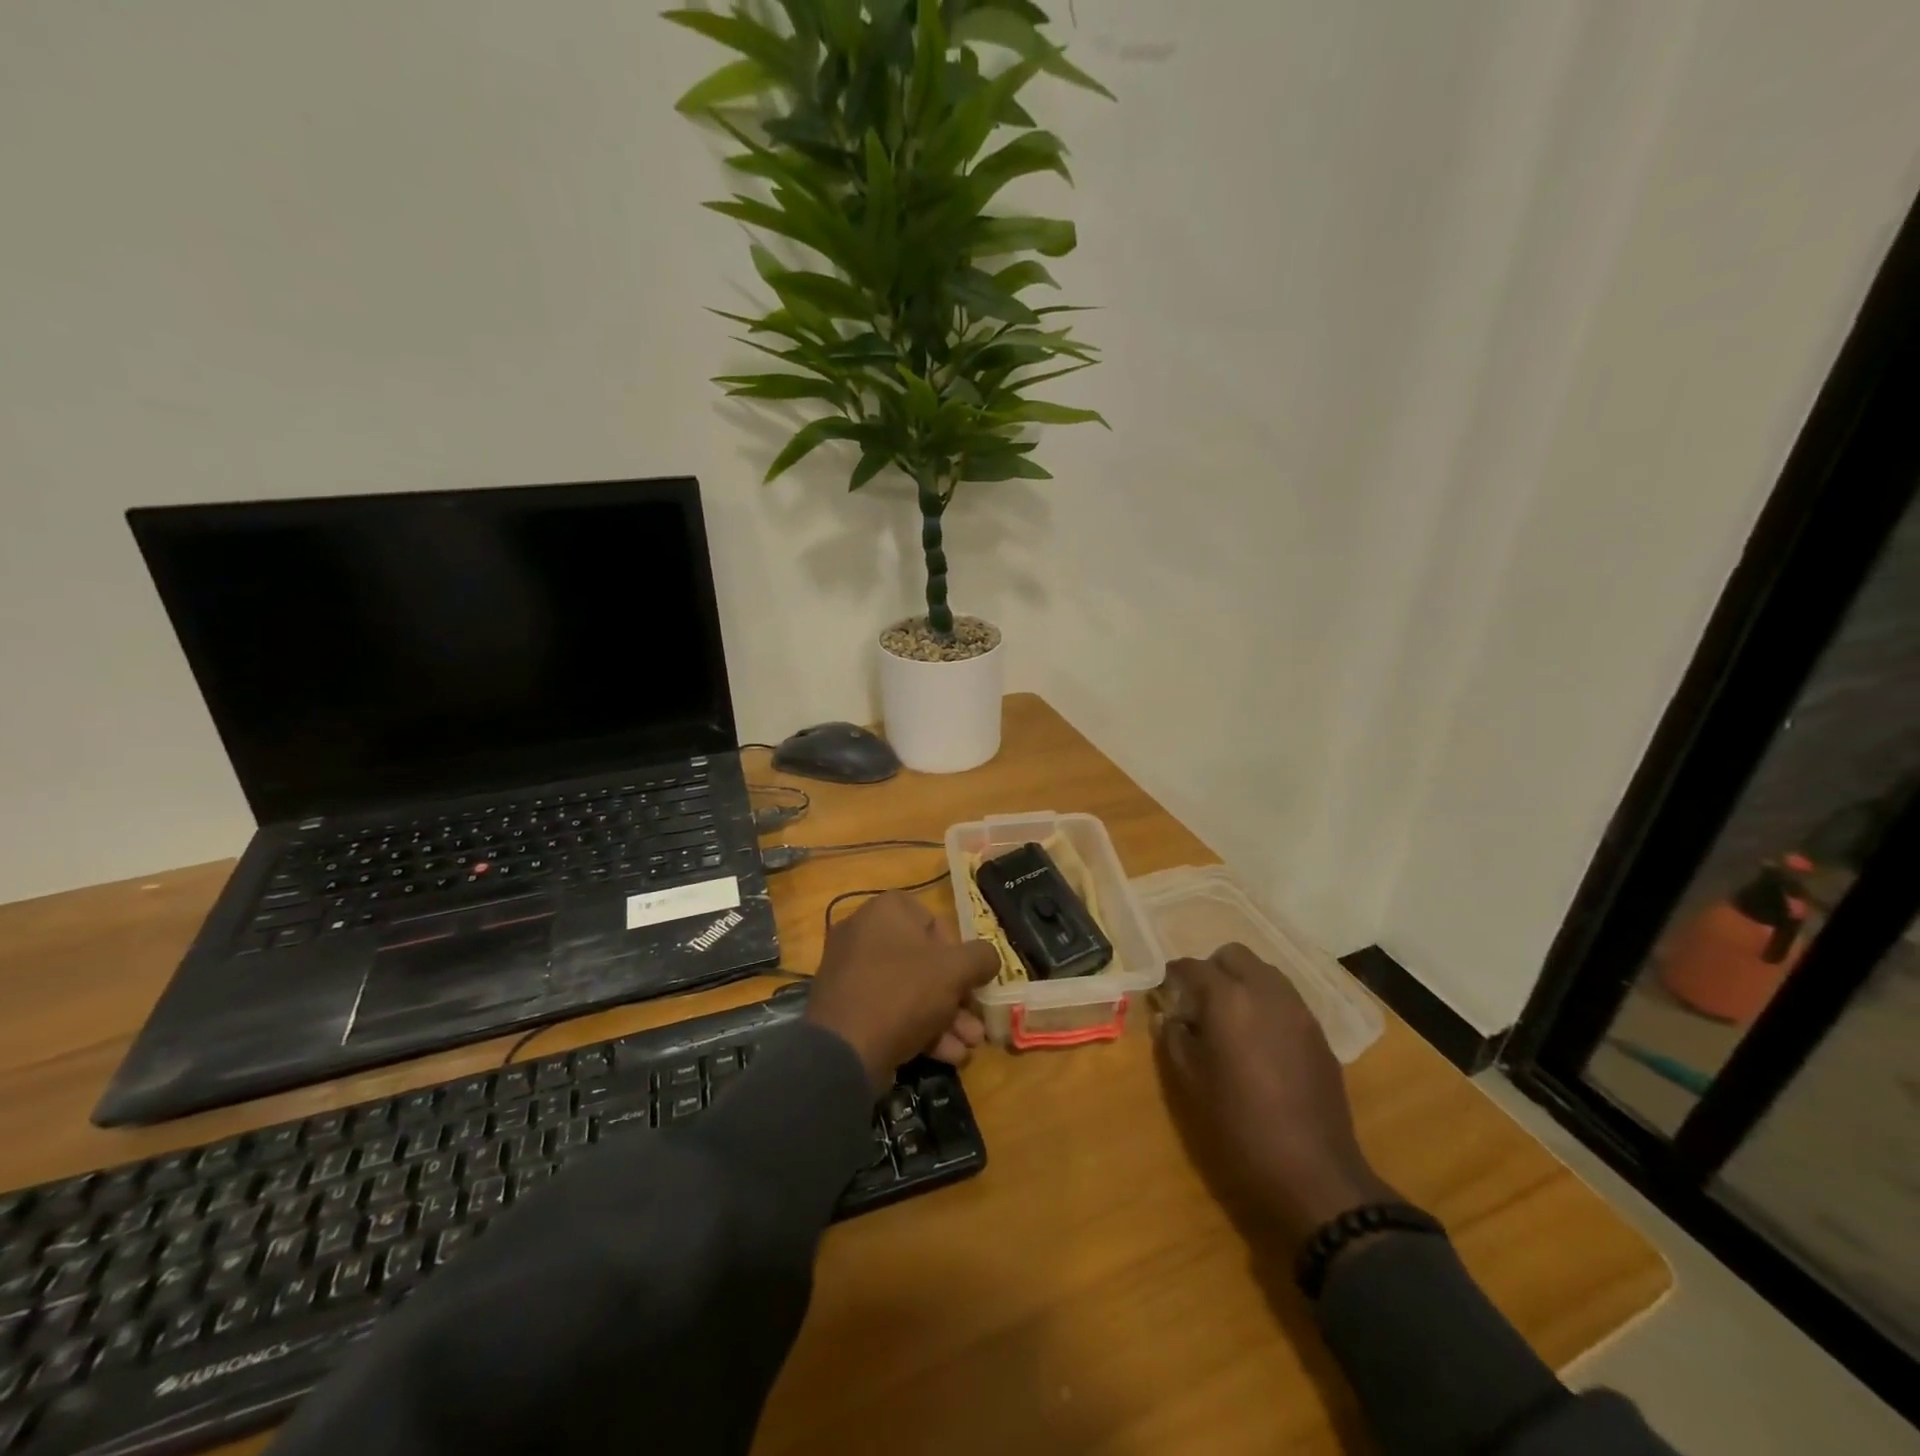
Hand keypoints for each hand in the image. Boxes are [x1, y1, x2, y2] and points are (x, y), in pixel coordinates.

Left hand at [805, 891, 1000, 1091]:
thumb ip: (981, 958)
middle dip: (956, 996)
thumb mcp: (955, 971)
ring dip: (944, 1018)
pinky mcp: (845, 1008)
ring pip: (909, 990)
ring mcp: (850, 972)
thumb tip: (989, 958)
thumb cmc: (903, 993)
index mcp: (885, 910)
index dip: (957, 950)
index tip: (968, 978)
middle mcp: (863, 933)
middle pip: (923, 961)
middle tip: (975, 1022)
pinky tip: (946, 1056)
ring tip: (968, 1046)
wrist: (843, 1051)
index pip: (932, 920)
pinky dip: (917, 1028)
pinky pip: (888, 1009)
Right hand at [1156, 944, 1394, 1251]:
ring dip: (1242, 983)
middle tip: (1198, 1003)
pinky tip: (1259, 1041)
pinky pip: (1286, 999)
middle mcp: (1266, 991)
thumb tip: (1168, 1014)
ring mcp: (1298, 1010)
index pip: (1191, 967)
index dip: (1172, 976)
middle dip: (1212, 970)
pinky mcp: (1319, 1033)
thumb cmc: (1239, 1125)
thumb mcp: (1190, 1082)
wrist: (1313, 1173)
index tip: (1164, 994)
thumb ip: (1173, 1037)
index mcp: (1228, 999)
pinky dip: (1266, 1004)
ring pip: (1264, 972)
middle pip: (1234, 955)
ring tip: (1230, 1020)